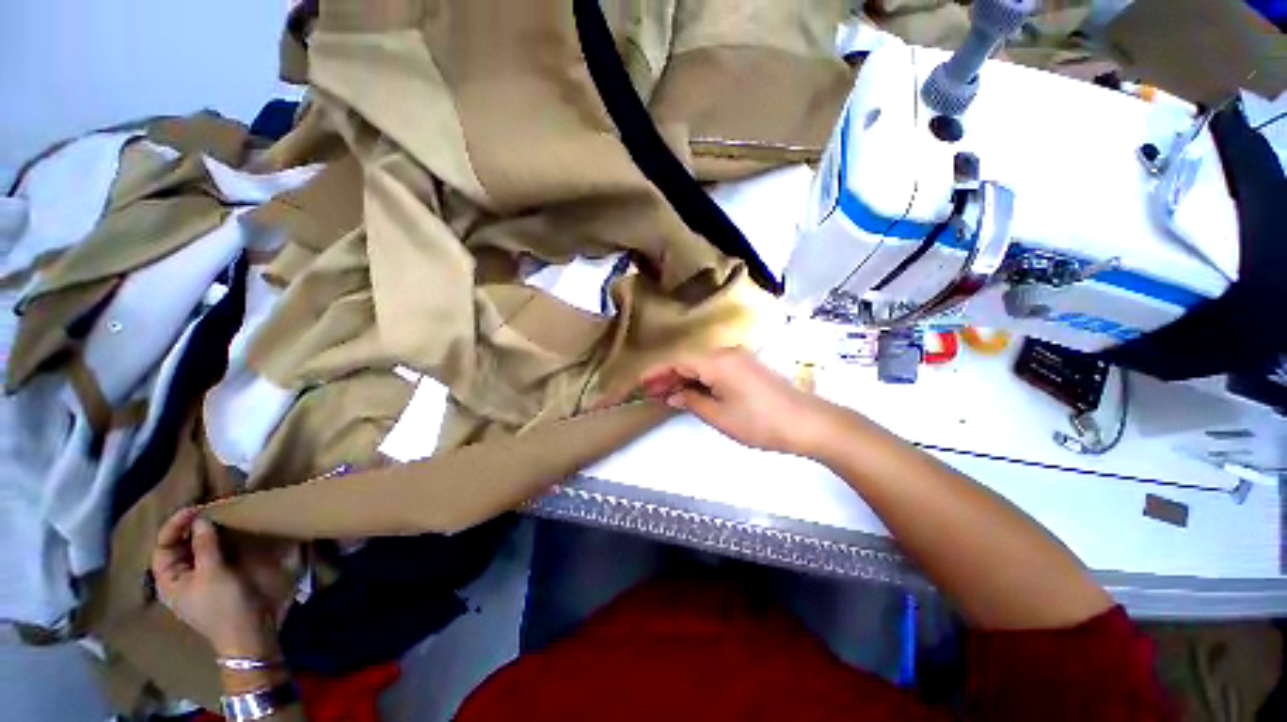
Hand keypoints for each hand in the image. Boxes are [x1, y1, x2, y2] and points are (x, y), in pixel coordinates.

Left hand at [151, 508, 278, 657]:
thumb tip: (200, 519)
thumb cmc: (223, 606)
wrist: (248, 634)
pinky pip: (212, 556)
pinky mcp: (218, 580)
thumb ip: (205, 546)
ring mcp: (199, 580)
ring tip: (221, 518)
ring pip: (196, 550)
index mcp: (168, 579)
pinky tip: (230, 535)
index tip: (197, 508)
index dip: (176, 525)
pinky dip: (218, 543)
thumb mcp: (213, 574)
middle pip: (178, 546)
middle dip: (191, 527)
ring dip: (206, 533)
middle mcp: (179, 578)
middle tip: (210, 509)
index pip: (163, 545)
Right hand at [637, 347, 830, 454]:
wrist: (808, 423)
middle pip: (688, 360)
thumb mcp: (720, 416)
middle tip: (649, 393)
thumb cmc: (760, 422)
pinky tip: (691, 391)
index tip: (638, 383)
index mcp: (717, 361)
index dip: (656, 372)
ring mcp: (739, 358)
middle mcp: (726, 353)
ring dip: (683, 378)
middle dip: (667, 376)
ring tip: (665, 394)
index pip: (677, 361)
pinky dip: (700, 379)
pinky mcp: (747, 367)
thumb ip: (692, 401)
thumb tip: (672, 394)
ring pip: (701, 364)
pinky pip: (715, 369)